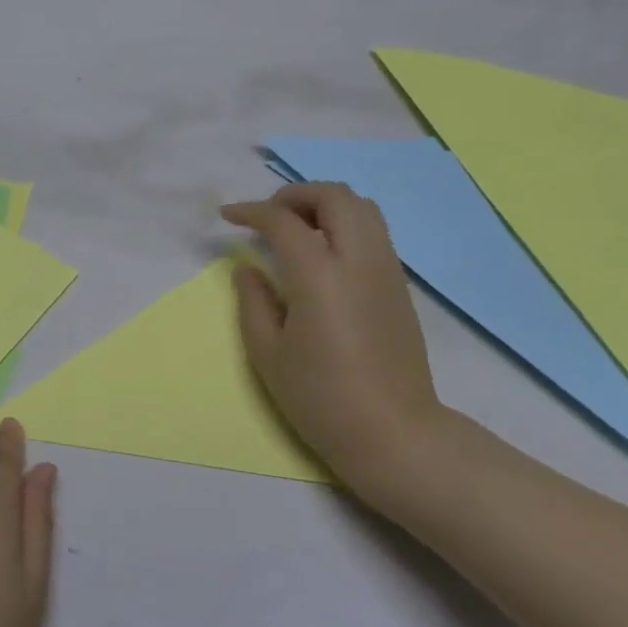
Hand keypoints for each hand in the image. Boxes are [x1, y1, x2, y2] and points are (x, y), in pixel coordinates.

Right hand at [221, 182, 443, 500]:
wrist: (393, 432)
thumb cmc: (320, 397)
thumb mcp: (268, 353)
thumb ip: (253, 301)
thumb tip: (248, 267)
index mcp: (320, 276)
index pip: (284, 221)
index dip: (251, 212)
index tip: (228, 217)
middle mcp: (359, 260)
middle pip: (334, 197)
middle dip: (296, 194)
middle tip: (268, 215)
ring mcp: (386, 270)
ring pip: (363, 208)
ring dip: (325, 204)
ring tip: (296, 228)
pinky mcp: (399, 286)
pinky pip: (374, 232)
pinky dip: (345, 224)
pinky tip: (324, 254)